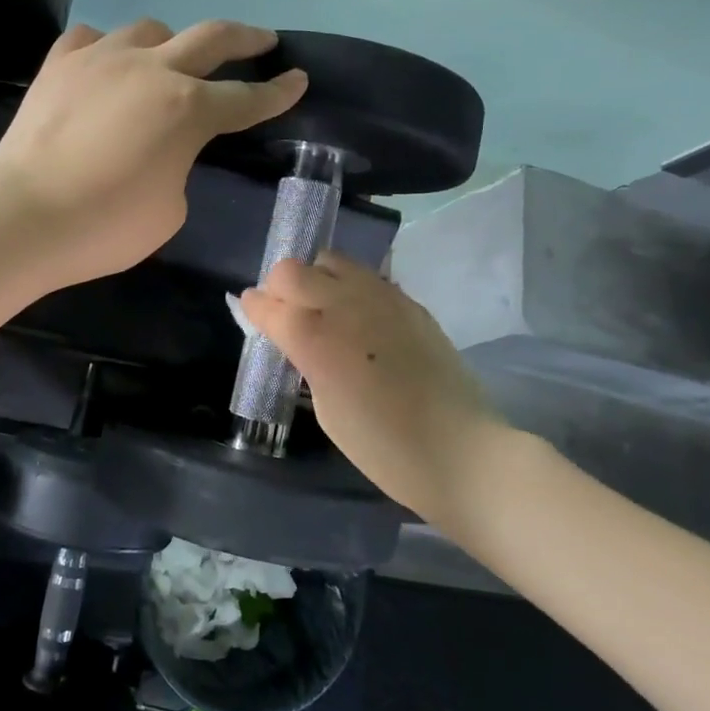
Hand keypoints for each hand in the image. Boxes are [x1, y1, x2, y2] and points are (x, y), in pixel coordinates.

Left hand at [0, 19, 305, 286]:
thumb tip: (164, 148)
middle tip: (263, 40)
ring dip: (171, 44)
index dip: (278, 92)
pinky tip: (107, 65)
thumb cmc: (105, 226)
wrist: (23, 217)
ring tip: (171, 62)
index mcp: (188, 110)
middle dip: (245, 38)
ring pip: (150, 30)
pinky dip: (109, 48)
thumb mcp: (170, 210)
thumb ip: (180, 166)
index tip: (298, 79)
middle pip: (211, 37)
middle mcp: (151, 70)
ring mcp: (101, 58)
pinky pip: (92, 38)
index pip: (246, 98)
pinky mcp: (59, 64)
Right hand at [239, 252, 504, 525]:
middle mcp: (342, 304)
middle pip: (292, 270)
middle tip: (287, 314)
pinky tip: (359, 318)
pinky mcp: (408, 302)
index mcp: (312, 337)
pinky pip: (367, 278)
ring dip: (317, 279)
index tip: (253, 313)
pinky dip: (351, 288)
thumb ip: (306, 360)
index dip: (254, 308)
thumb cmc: (380, 445)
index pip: (266, 303)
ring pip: (331, 261)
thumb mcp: (325, 408)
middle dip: (280, 287)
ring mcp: (380, 297)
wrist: (456, 449)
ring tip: (324, 309)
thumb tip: (298, 340)